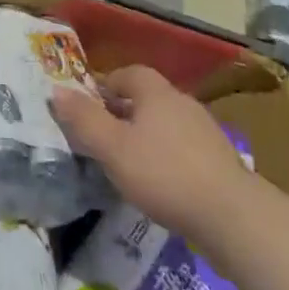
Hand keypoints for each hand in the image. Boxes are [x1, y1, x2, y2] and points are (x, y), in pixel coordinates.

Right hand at [50, 65, 252, 238]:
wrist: (233, 216)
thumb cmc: (164, 173)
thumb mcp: (112, 148)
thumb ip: (83, 119)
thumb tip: (55, 91)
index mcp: (156, 92)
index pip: (127, 73)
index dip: (105, 85)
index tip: (87, 107)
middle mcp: (182, 103)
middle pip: (146, 98)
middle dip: (122, 112)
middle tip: (101, 136)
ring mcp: (205, 131)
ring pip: (165, 124)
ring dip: (145, 136)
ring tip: (126, 162)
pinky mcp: (219, 161)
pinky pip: (183, 148)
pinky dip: (166, 157)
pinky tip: (159, 183)